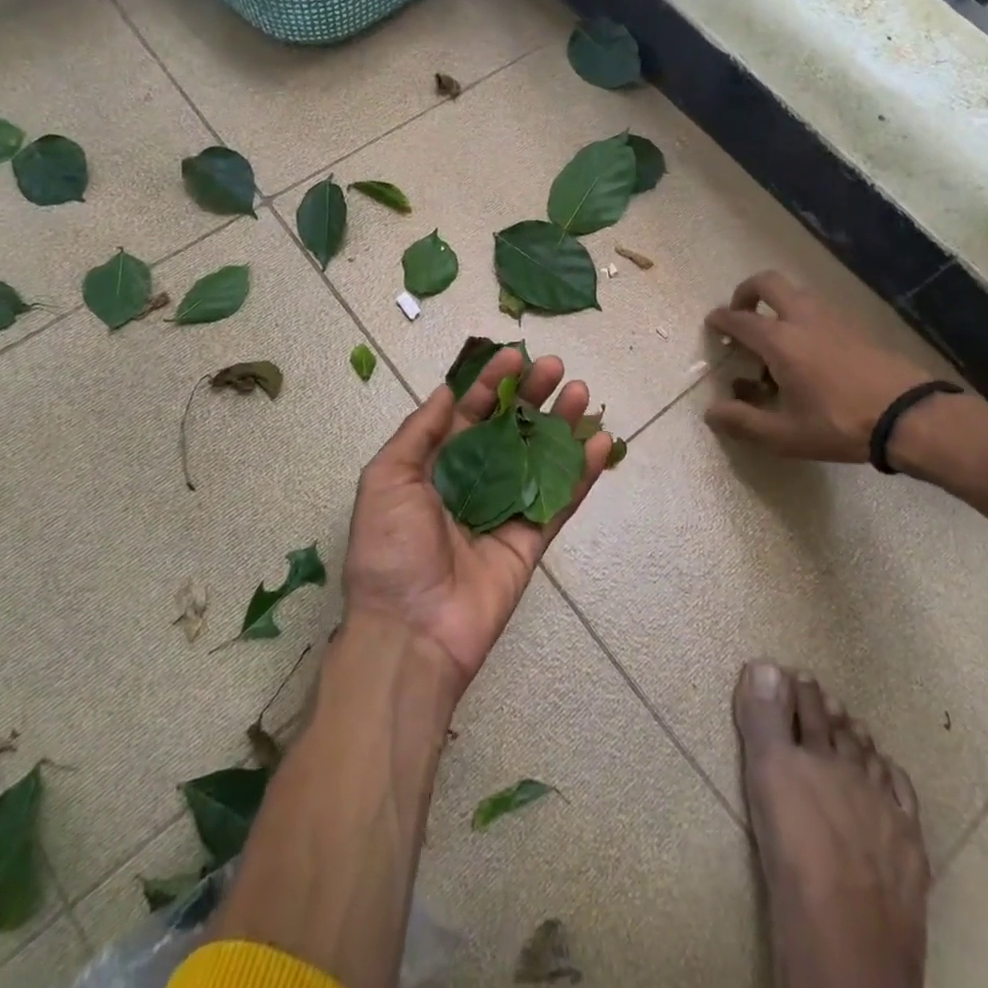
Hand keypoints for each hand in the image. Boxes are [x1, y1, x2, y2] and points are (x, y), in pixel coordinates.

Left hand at [344, 348, 613, 694]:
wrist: (410, 632)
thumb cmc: (390, 550)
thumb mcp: (386, 479)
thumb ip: (419, 432)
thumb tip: (447, 390)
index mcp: (434, 466)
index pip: (467, 413)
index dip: (490, 383)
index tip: (514, 355)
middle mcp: (472, 482)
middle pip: (508, 429)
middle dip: (531, 395)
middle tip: (556, 368)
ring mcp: (504, 510)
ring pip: (539, 458)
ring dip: (561, 425)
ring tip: (580, 392)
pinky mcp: (531, 540)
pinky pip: (560, 501)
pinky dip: (581, 473)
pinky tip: (600, 443)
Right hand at [704, 271, 936, 463]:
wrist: (910, 415)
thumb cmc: (839, 425)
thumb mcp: (784, 435)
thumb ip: (742, 422)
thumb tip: (711, 412)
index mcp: (780, 341)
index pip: (740, 319)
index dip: (721, 319)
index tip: (712, 323)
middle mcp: (803, 318)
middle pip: (768, 283)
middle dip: (746, 292)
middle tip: (741, 314)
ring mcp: (833, 318)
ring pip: (796, 293)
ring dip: (776, 304)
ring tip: (774, 339)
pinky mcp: (856, 326)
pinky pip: (818, 308)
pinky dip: (801, 316)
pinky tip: (808, 351)